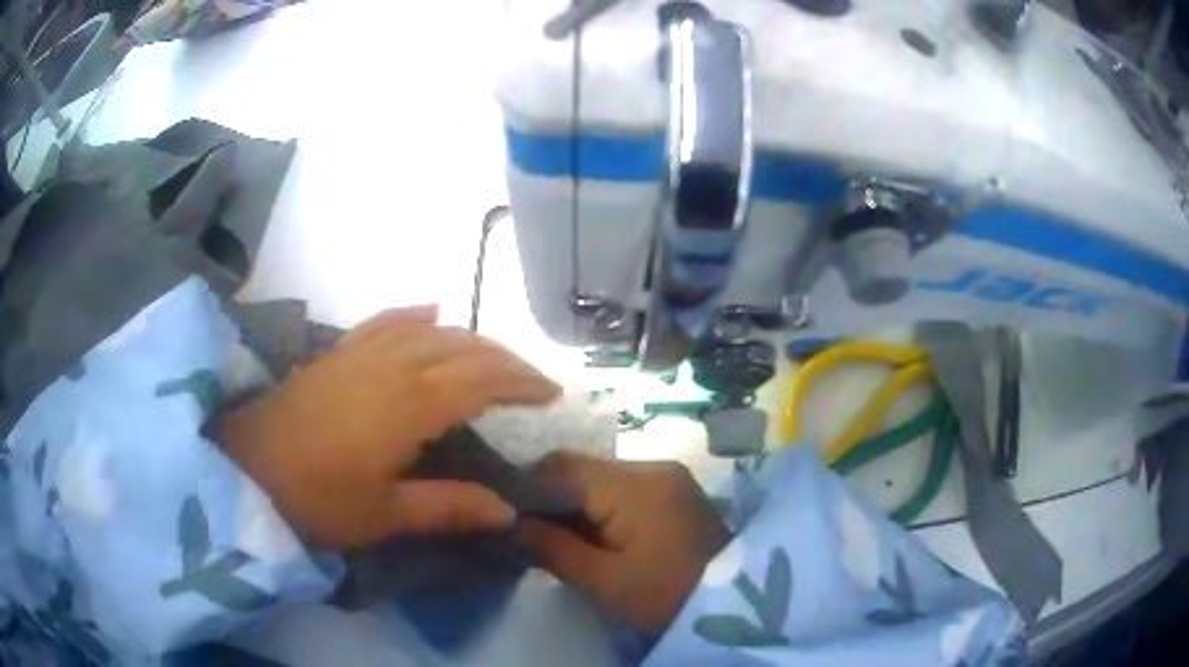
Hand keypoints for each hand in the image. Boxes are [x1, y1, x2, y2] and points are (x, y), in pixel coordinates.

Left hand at [214, 306, 559, 548]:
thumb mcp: (384, 515)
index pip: (480, 381)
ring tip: (493, 357)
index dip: (520, 383)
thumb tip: (508, 512)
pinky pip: (385, 321)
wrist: (245, 469)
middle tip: (532, 381)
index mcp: (408, 405)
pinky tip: (430, 312)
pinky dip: (414, 316)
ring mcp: (360, 353)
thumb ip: (448, 508)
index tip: (551, 393)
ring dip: (468, 339)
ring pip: (429, 331)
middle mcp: (392, 366)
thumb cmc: (315, 499)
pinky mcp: (337, 353)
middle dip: (504, 360)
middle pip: (461, 348)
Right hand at [518, 452, 730, 634]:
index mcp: (635, 485)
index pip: (561, 466)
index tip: (505, 516)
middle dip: (549, 499)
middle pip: (581, 469)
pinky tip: (589, 536)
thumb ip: (552, 548)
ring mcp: (666, 477)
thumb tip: (511, 523)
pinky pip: (622, 489)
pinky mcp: (674, 491)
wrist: (734, 603)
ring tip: (554, 538)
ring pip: (600, 479)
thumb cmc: (667, 596)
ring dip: (574, 505)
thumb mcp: (605, 582)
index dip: (526, 487)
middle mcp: (651, 467)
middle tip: (527, 533)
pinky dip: (599, 509)